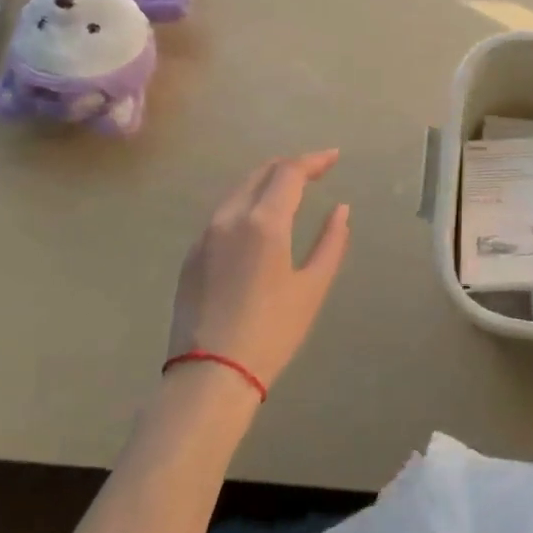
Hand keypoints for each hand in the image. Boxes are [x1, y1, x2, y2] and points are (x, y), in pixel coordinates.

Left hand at [166, 150, 350, 395]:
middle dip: (289, 166)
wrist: (210, 374)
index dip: (314, 160)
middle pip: (260, 173)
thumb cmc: (272, 332)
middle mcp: (230, 218)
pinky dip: (246, 204)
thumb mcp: (313, 287)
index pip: (289, 172)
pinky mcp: (191, 256)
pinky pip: (222, 215)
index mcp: (264, 222)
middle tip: (315, 170)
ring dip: (265, 183)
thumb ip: (331, 242)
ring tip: (289, 191)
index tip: (334, 158)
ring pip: (237, 192)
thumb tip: (340, 210)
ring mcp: (204, 236)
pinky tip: (258, 221)